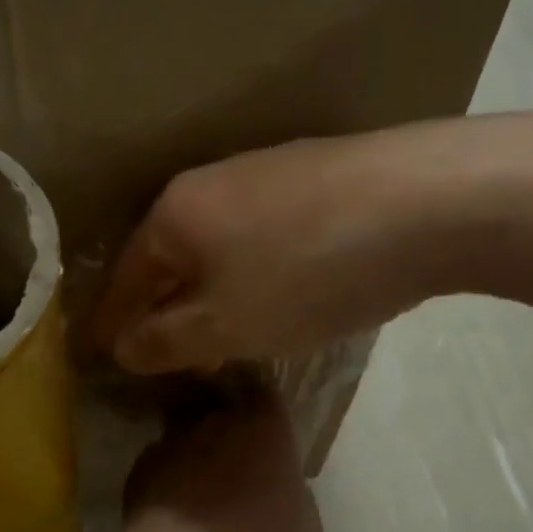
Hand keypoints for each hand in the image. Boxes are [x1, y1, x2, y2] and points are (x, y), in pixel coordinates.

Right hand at [92, 115, 532, 373]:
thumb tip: (123, 347)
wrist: (434, 202)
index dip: (110, 324)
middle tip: (158, 356)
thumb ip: (165, 340)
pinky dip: (250, 273)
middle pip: (168, 257)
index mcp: (174, 213)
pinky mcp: (315, 178)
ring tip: (215, 335)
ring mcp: (265, 173)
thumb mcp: (226, 324)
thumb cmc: (308, 273)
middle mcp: (209, 182)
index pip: (123, 277)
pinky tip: (274, 296)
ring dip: (207, 292)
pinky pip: (259, 237)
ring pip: (216, 246)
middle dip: (160, 308)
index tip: (98, 358)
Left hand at [116, 392, 322, 531]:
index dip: (262, 406)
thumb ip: (292, 494)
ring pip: (184, 439)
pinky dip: (164, 483)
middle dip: (224, 432)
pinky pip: (157, 468)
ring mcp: (170, 442)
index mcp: (265, 425)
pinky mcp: (138, 469)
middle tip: (233, 468)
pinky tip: (170, 515)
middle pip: (219, 412)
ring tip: (197, 496)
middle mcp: (214, 421)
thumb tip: (278, 490)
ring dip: (191, 458)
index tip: (263, 426)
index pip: (264, 392)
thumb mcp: (305, 528)